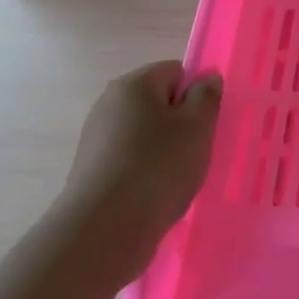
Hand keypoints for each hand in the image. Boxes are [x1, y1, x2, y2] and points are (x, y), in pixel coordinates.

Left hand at [63, 62, 221, 250]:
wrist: (106, 226)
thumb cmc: (159, 166)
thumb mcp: (197, 127)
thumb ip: (206, 97)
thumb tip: (207, 77)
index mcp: (133, 84)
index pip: (175, 71)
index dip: (196, 93)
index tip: (207, 123)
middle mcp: (109, 103)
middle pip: (157, 103)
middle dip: (181, 123)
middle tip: (198, 150)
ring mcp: (96, 137)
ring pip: (144, 134)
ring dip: (165, 150)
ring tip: (178, 178)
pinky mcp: (92, 169)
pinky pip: (130, 160)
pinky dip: (146, 172)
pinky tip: (156, 194)